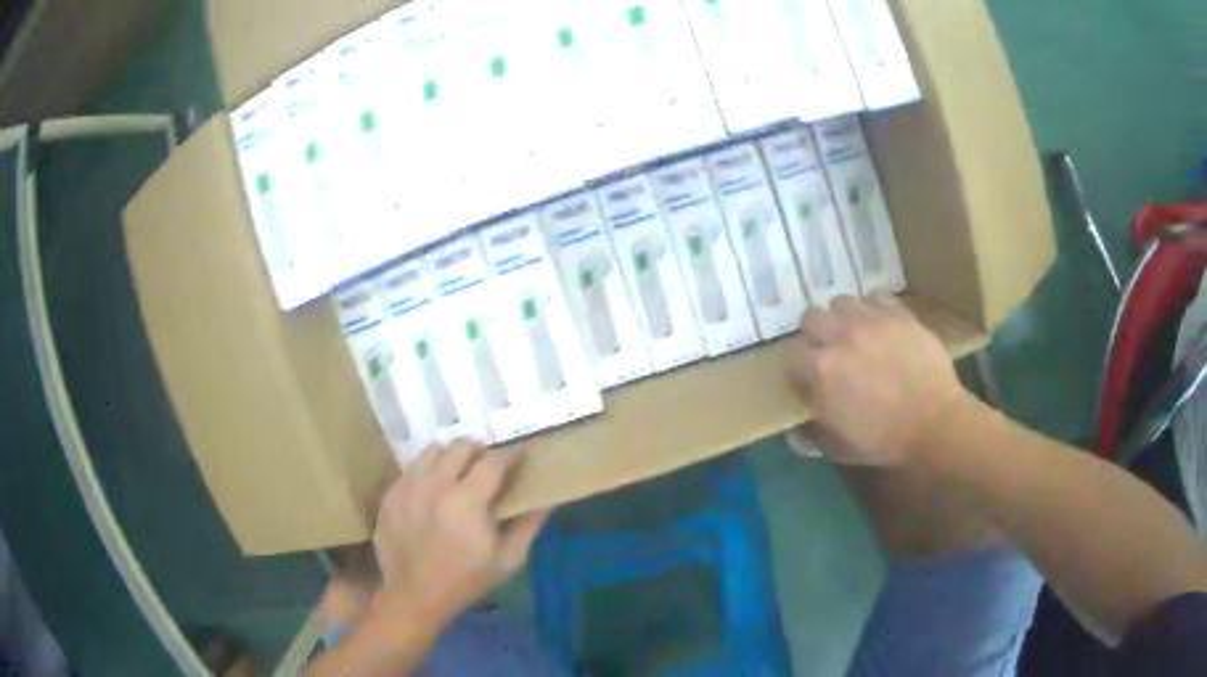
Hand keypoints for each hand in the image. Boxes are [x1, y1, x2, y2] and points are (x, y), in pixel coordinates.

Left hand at [371, 440, 548, 627]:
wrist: (414, 595)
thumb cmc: (466, 580)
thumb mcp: (507, 560)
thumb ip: (529, 525)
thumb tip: (548, 500)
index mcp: (466, 501)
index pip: (493, 461)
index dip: (512, 453)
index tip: (522, 451)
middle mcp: (434, 485)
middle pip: (460, 446)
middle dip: (480, 450)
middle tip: (489, 463)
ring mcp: (408, 487)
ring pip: (432, 450)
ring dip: (451, 455)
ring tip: (459, 471)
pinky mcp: (390, 494)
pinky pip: (412, 468)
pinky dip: (428, 470)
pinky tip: (434, 490)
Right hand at [784, 295, 966, 465]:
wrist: (935, 423)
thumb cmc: (885, 441)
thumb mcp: (839, 448)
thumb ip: (812, 436)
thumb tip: (795, 431)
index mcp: (821, 370)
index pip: (789, 352)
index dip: (797, 364)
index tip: (806, 375)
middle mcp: (840, 336)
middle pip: (810, 317)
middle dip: (815, 334)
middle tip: (830, 352)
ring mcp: (871, 320)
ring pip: (841, 302)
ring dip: (842, 318)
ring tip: (856, 335)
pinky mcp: (898, 313)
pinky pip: (875, 298)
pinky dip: (872, 309)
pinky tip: (880, 327)